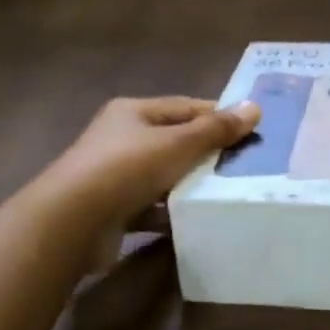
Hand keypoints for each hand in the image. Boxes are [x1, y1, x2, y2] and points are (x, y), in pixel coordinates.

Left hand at [44, 96, 259, 232]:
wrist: (74, 222)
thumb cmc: (127, 169)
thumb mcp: (178, 144)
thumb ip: (216, 129)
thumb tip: (255, 107)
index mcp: (133, 113)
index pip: (185, 107)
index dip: (218, 116)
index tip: (252, 131)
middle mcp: (122, 139)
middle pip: (175, 141)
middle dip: (208, 154)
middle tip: (247, 165)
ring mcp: (116, 176)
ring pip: (165, 176)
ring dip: (191, 184)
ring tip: (230, 193)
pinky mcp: (115, 209)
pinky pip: (153, 207)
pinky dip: (173, 212)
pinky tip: (198, 219)